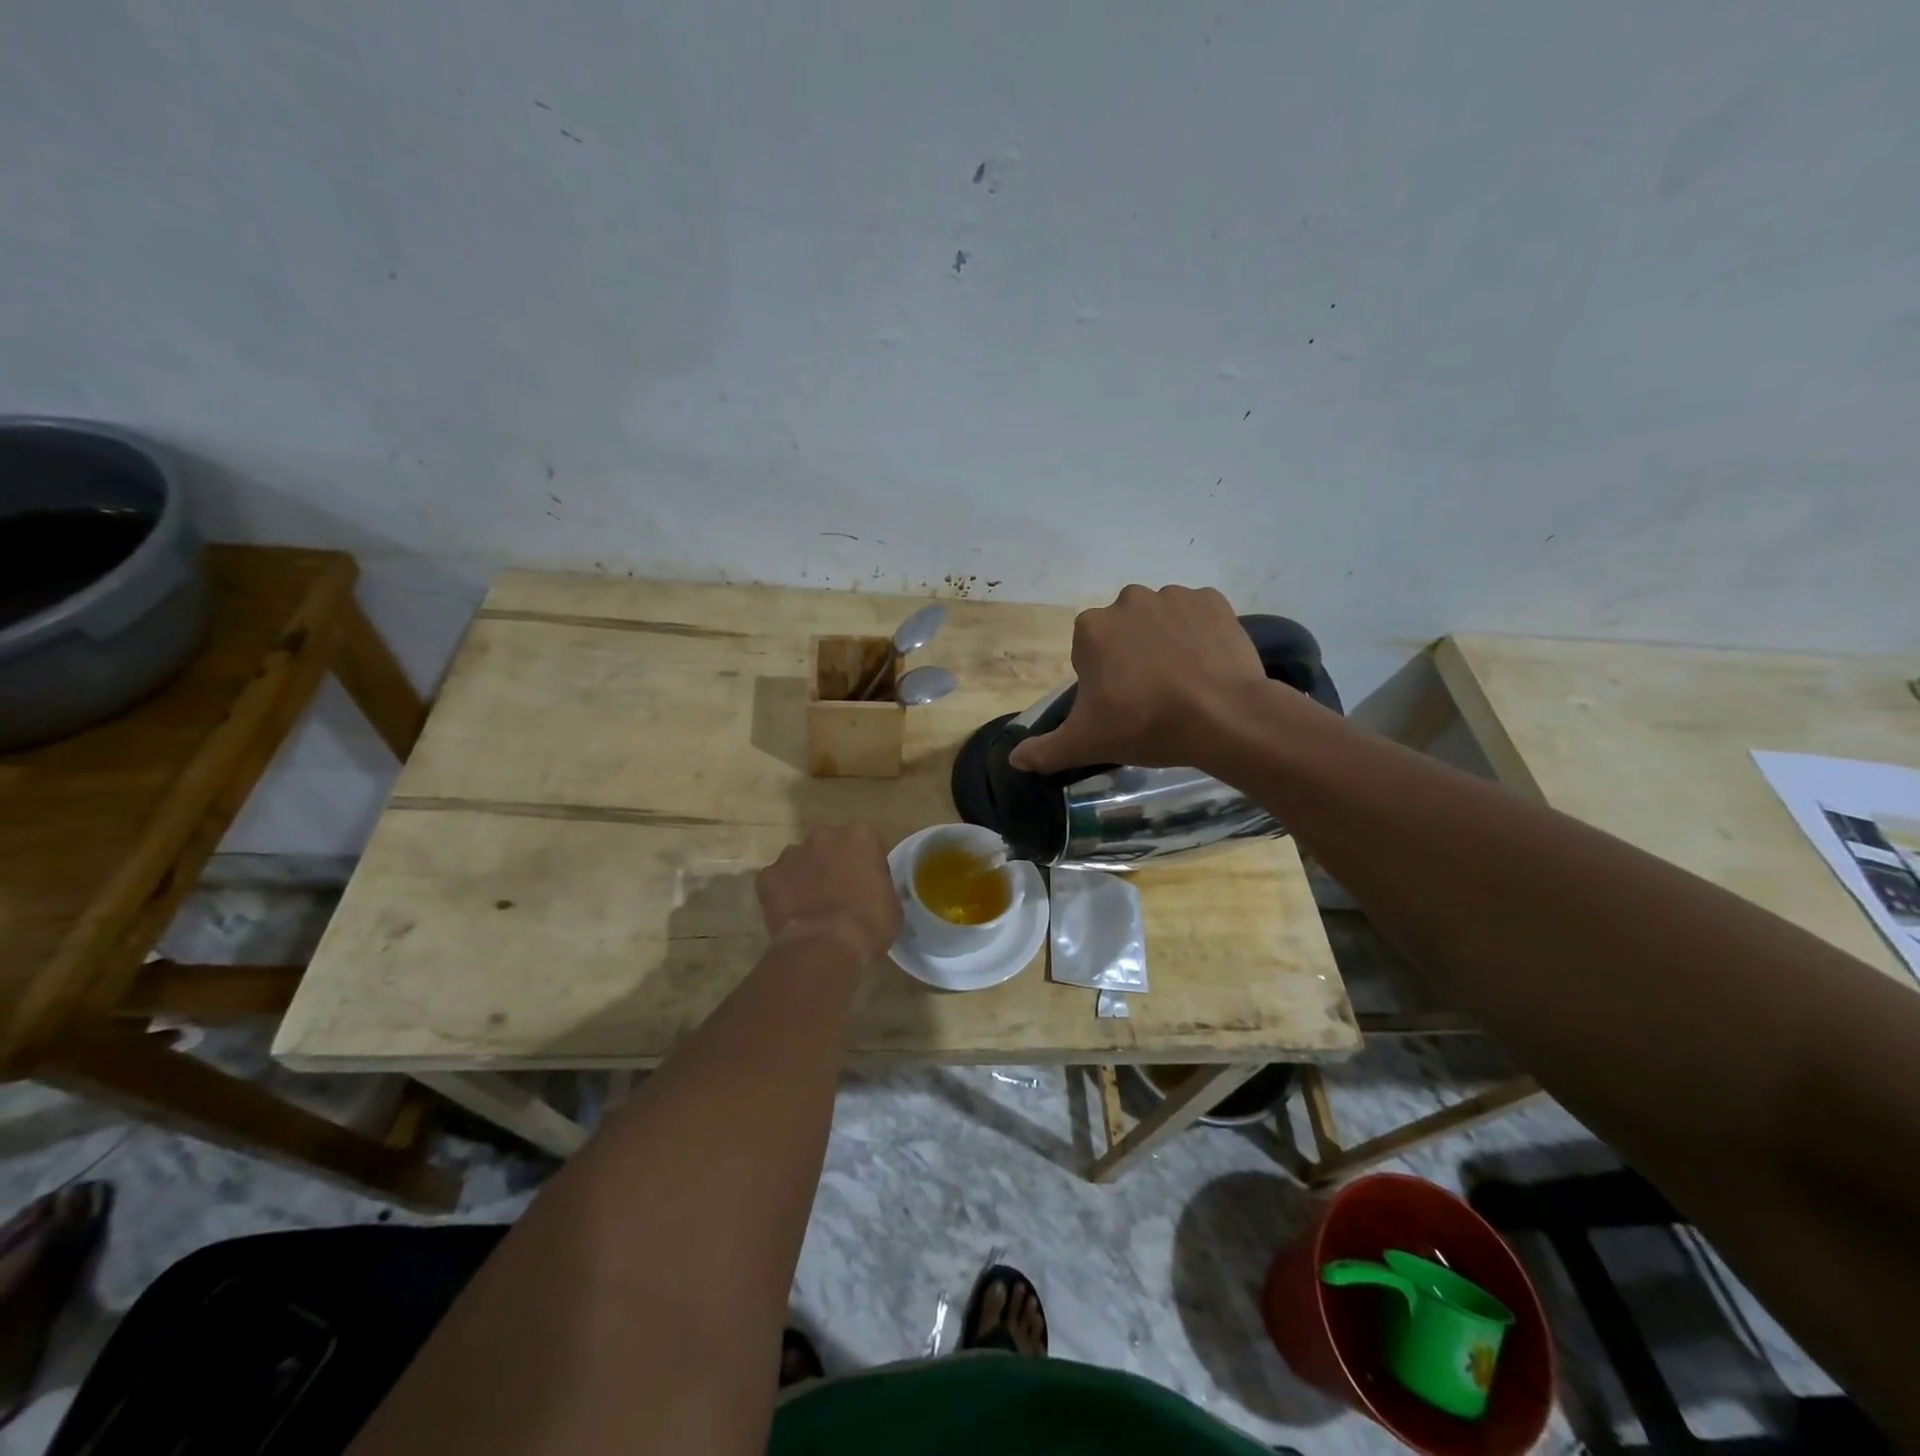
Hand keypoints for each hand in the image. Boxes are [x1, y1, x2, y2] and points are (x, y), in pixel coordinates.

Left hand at [756, 825, 901, 964]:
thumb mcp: (891, 904)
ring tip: (811, 905)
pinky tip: (791, 914)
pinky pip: (776, 881)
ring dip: (806, 875)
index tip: (866, 885)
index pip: (865, 844)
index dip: (866, 865)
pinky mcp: (768, 875)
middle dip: (832, 863)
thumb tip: (871, 891)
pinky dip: (781, 893)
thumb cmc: (869, 923)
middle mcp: (824, 835)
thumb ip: (879, 885)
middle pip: (830, 845)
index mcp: (860, 836)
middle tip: (838, 893)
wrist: (825, 946)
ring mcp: (792, 853)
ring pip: (800, 860)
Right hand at [1008, 584, 1269, 774]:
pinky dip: (1199, 634)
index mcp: (1091, 628)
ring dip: (1165, 643)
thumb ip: (1045, 750)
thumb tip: (1014, 759)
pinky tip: (1207, 666)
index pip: (1088, 653)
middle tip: (1151, 697)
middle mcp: (1128, 600)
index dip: (1102, 681)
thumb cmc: (1144, 725)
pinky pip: (1198, 616)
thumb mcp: (1087, 743)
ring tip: (1183, 684)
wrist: (1222, 717)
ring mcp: (1174, 596)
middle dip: (1132, 657)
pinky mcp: (1214, 600)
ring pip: (1161, 621)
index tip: (1121, 706)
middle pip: (1123, 632)